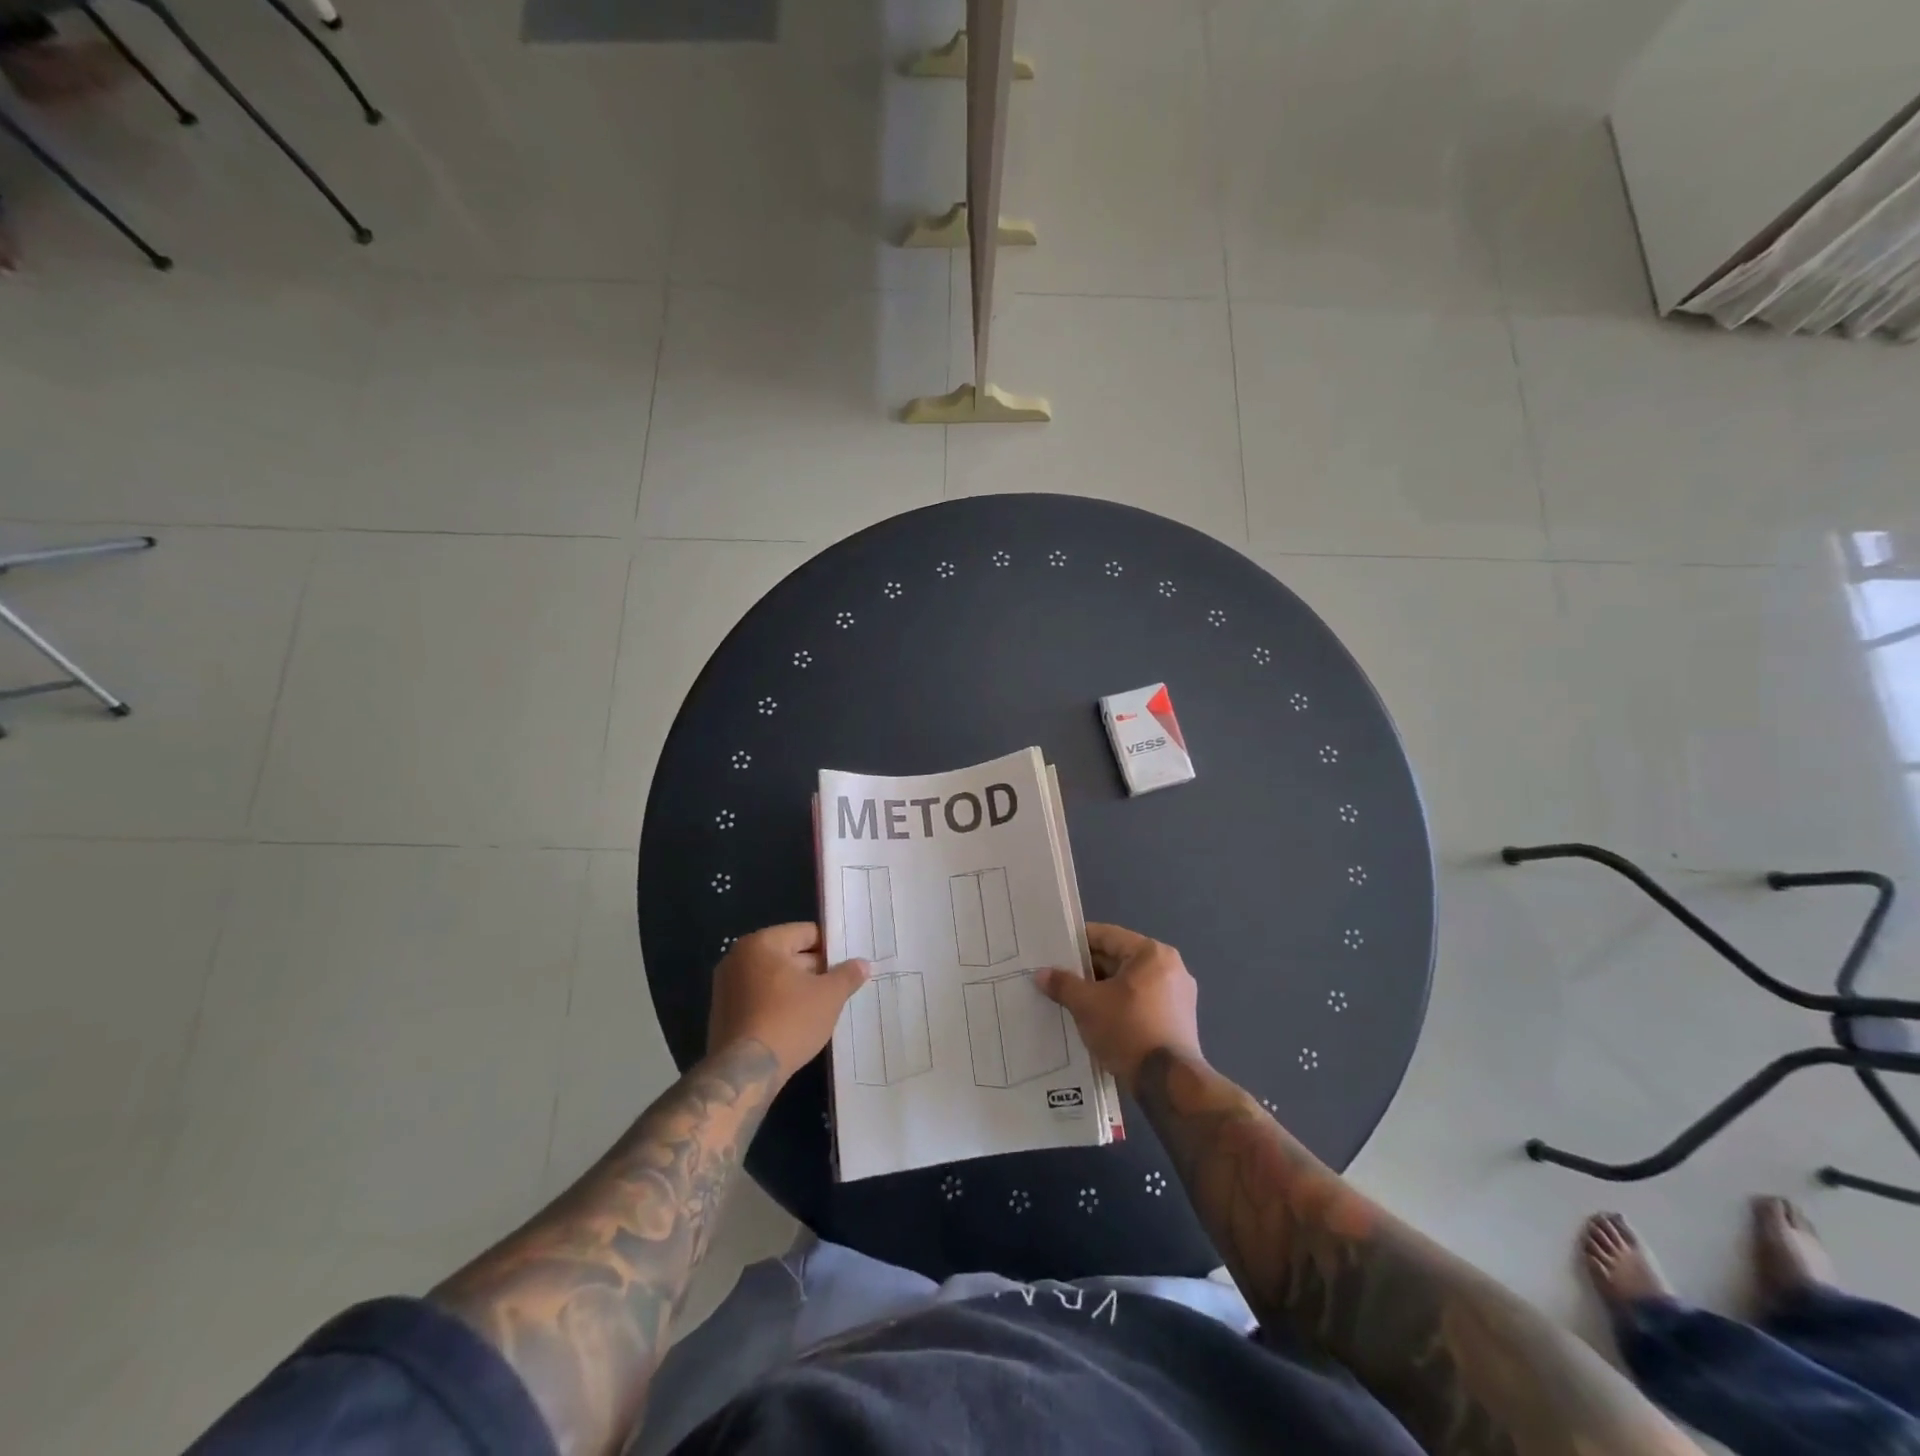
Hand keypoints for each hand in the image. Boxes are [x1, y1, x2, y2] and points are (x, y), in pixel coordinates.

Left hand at [707, 923, 868, 1080]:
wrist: (745, 1072)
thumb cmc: (789, 1021)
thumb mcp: (829, 996)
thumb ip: (848, 975)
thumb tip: (862, 963)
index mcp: (762, 943)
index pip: (806, 933)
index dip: (831, 948)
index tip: (847, 966)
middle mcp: (739, 957)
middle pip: (788, 954)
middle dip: (814, 970)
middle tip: (838, 987)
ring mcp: (726, 985)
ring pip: (773, 977)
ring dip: (796, 988)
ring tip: (821, 1007)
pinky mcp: (723, 1012)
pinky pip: (758, 997)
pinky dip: (777, 1004)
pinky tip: (796, 1022)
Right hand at [1036, 923, 1201, 1093]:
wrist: (1168, 1083)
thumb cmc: (1128, 1030)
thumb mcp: (1087, 1005)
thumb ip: (1063, 984)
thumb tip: (1041, 974)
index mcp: (1151, 953)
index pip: (1107, 936)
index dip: (1077, 943)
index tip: (1054, 950)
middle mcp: (1170, 967)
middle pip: (1119, 959)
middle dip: (1089, 970)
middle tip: (1059, 978)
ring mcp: (1178, 995)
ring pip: (1129, 983)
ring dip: (1103, 989)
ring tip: (1073, 999)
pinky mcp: (1178, 1020)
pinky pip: (1141, 1002)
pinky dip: (1120, 1005)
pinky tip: (1097, 1019)